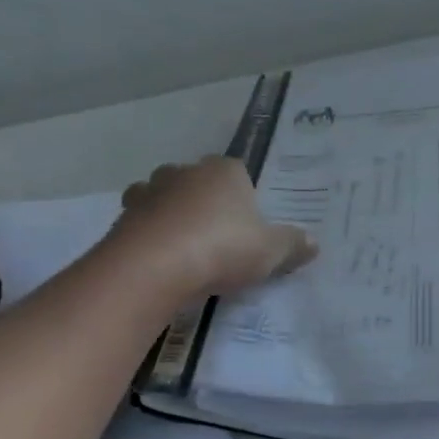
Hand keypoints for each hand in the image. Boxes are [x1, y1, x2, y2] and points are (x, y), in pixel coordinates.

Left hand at [112, 156, 316, 299]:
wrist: (152, 267)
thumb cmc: (221, 247)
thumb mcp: (270, 251)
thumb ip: (292, 245)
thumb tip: (314, 243)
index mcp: (224, 171)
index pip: (237, 172)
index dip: (243, 197)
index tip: (247, 225)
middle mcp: (185, 172)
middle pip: (198, 182)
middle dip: (205, 203)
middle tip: (218, 237)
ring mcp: (149, 192)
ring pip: (163, 197)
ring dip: (171, 216)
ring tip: (185, 248)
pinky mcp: (123, 217)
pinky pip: (141, 223)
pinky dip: (149, 237)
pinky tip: (159, 262)